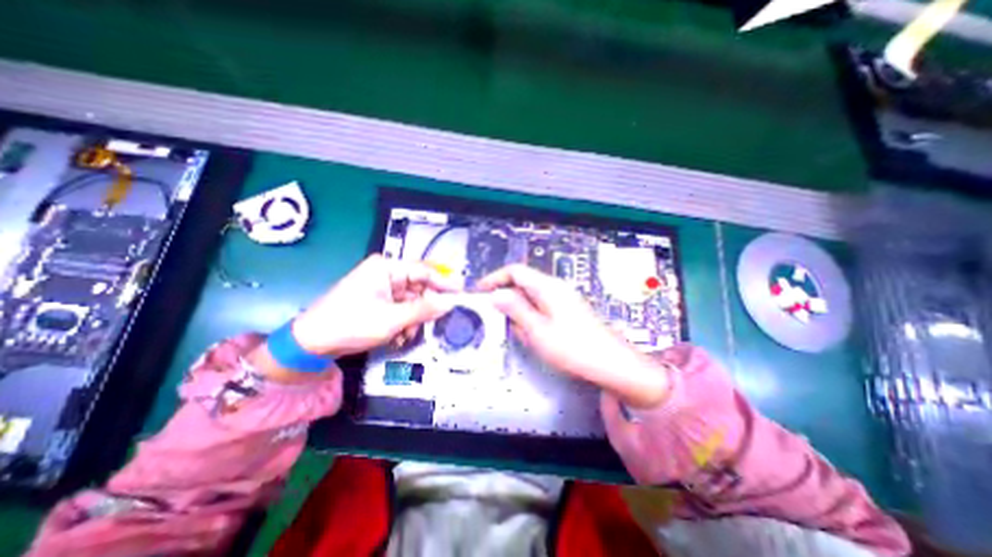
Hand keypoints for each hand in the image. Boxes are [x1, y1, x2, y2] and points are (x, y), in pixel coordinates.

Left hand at [291, 252, 460, 357]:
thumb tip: (450, 303)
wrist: (311, 344)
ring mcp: (382, 288)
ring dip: (413, 320)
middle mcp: (386, 274)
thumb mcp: (391, 319)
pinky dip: (404, 323)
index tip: (462, 293)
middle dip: (423, 308)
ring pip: (412, 301)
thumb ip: (423, 309)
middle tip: (431, 324)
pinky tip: (397, 337)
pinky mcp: (379, 301)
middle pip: (419, 287)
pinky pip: (402, 308)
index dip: (444, 282)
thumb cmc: (350, 324)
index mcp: (386, 268)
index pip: (423, 271)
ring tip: (405, 336)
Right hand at [474, 264, 665, 406]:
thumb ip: (515, 309)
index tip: (480, 291)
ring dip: (519, 312)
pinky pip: (541, 309)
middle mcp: (556, 288)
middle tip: (497, 320)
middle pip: (523, 284)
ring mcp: (563, 299)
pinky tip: (534, 337)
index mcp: (547, 286)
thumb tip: (496, 294)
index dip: (495, 278)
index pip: (515, 271)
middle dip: (507, 300)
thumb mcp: (537, 330)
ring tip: (519, 334)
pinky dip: (531, 319)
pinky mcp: (567, 311)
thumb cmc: (573, 347)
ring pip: (531, 299)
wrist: (611, 364)